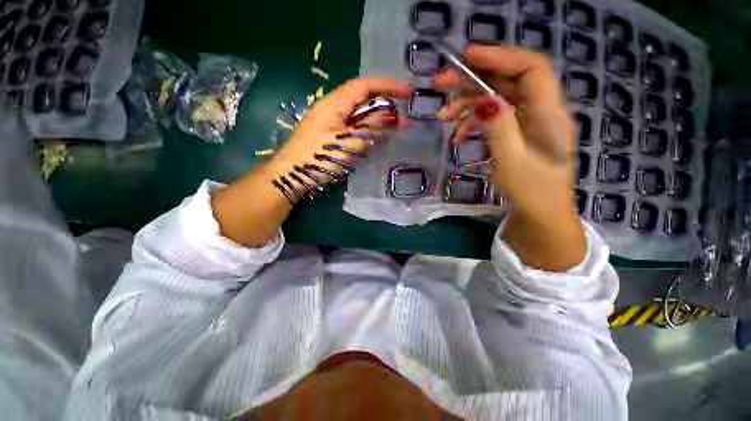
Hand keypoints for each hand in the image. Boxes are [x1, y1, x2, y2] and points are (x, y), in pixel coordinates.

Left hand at [267, 78, 410, 202]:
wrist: (290, 175)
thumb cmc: (318, 159)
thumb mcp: (348, 143)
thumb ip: (369, 126)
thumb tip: (390, 113)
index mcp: (335, 103)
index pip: (365, 86)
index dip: (388, 86)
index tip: (408, 92)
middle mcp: (331, 106)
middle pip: (361, 96)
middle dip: (384, 103)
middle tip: (402, 116)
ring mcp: (328, 119)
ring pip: (357, 111)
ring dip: (376, 116)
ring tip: (393, 126)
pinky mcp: (328, 131)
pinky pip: (351, 123)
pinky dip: (366, 126)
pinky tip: (374, 135)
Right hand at [436, 45, 584, 270]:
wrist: (539, 214)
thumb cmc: (531, 193)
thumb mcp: (512, 164)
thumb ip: (500, 131)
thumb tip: (485, 100)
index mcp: (549, 116)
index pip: (530, 69)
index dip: (500, 57)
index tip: (467, 57)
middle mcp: (541, 112)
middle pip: (508, 80)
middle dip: (473, 79)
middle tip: (441, 84)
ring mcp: (528, 122)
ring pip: (496, 98)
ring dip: (468, 104)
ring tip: (444, 118)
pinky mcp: (516, 133)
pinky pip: (493, 117)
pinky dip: (473, 122)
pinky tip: (458, 135)